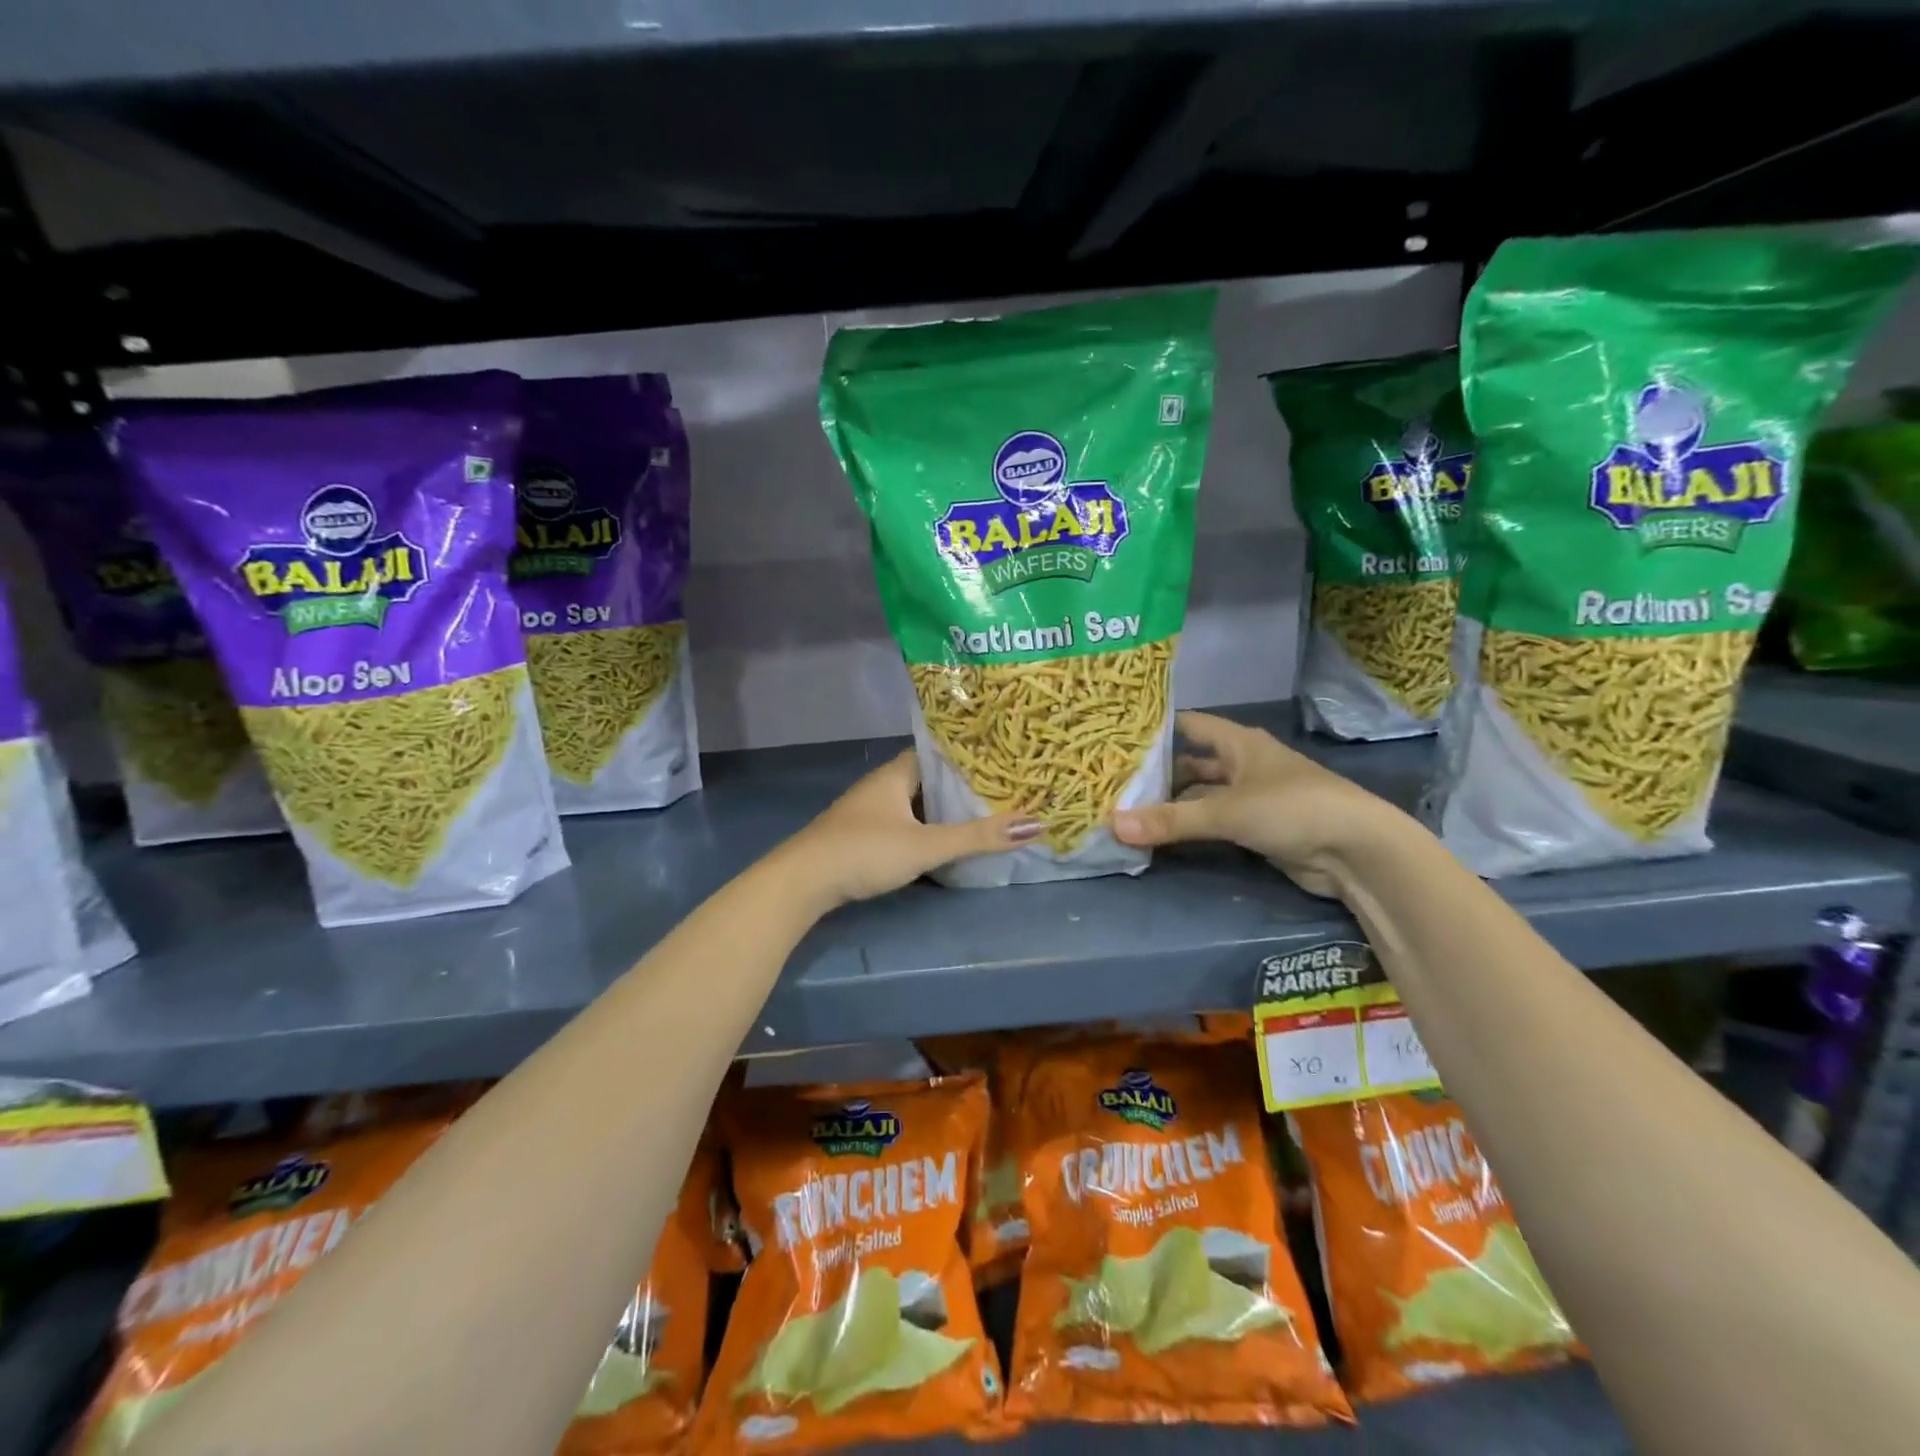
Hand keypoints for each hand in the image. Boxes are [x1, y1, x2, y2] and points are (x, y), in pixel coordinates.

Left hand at [780, 751, 1041, 909]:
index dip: (969, 755)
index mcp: (896, 774)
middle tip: (1003, 789)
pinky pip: (902, 823)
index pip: (938, 752)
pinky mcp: (860, 837)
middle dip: (961, 785)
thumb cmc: (865, 851)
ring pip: (915, 804)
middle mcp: (881, 785)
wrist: (802, 882)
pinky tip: (942, 841)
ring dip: (942, 810)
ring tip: (983, 814)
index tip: (1003, 758)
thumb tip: (1035, 823)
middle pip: (929, 779)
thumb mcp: (927, 845)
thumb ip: (977, 836)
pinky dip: (925, 828)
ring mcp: (868, 812)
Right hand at [1111, 711, 1408, 897]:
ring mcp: (1251, 797)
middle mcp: (1243, 764)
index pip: (1188, 725)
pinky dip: (1190, 829)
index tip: (1116, 736)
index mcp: (1238, 743)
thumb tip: (1113, 825)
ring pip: (1201, 796)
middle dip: (1157, 774)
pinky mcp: (1257, 828)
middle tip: (1113, 782)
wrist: (1357, 852)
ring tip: (1127, 812)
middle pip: (1191, 764)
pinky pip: (1213, 823)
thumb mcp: (1227, 811)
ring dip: (1172, 805)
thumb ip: (1171, 820)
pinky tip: (1160, 837)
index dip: (1155, 728)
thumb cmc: (1292, 809)